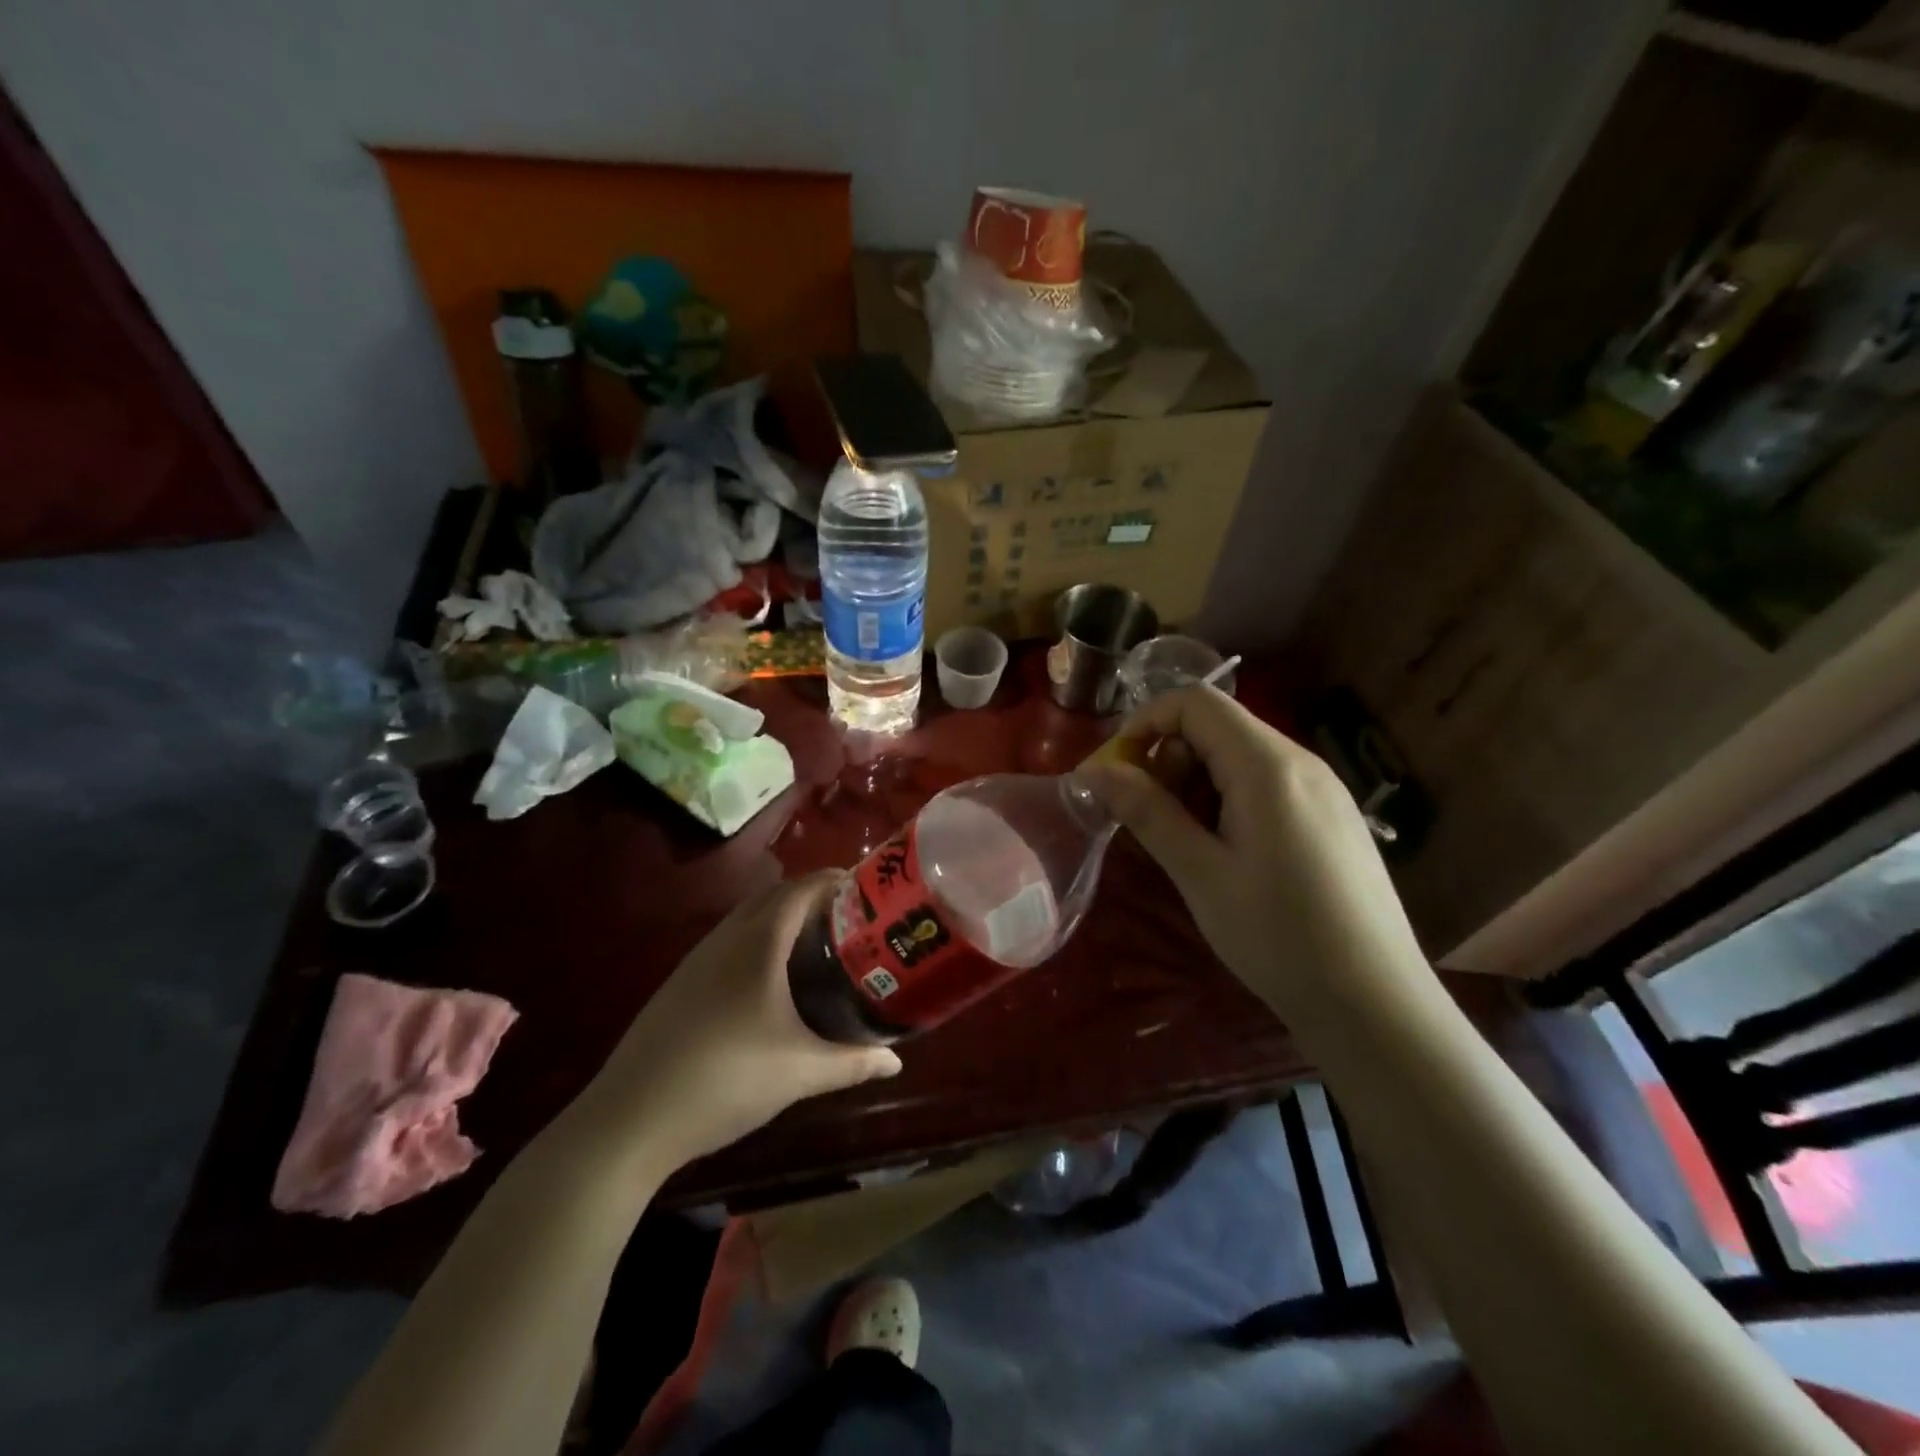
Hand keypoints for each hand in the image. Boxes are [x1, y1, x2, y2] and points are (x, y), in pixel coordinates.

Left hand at [567, 873, 900, 1176]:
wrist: (630, 1118)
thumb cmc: (725, 1080)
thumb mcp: (800, 1072)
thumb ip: (853, 1062)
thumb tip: (897, 1060)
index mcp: (758, 943)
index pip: (801, 889)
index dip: (834, 880)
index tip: (865, 888)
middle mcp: (726, 938)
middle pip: (774, 896)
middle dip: (812, 896)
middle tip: (849, 917)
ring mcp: (697, 960)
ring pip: (747, 918)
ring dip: (781, 917)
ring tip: (816, 942)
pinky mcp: (680, 984)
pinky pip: (729, 941)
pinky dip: (757, 940)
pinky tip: (769, 980)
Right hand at [1077, 687, 1425, 1016]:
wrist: (1376, 1002)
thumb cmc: (1279, 936)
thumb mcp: (1200, 874)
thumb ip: (1147, 812)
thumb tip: (1094, 771)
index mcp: (1267, 766)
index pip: (1194, 702)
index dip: (1144, 722)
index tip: (1116, 770)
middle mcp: (1301, 761)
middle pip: (1218, 724)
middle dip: (1168, 756)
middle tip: (1146, 814)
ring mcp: (1323, 788)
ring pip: (1241, 754)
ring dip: (1196, 780)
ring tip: (1184, 839)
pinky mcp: (1332, 815)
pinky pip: (1267, 781)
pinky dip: (1228, 796)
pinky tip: (1226, 851)